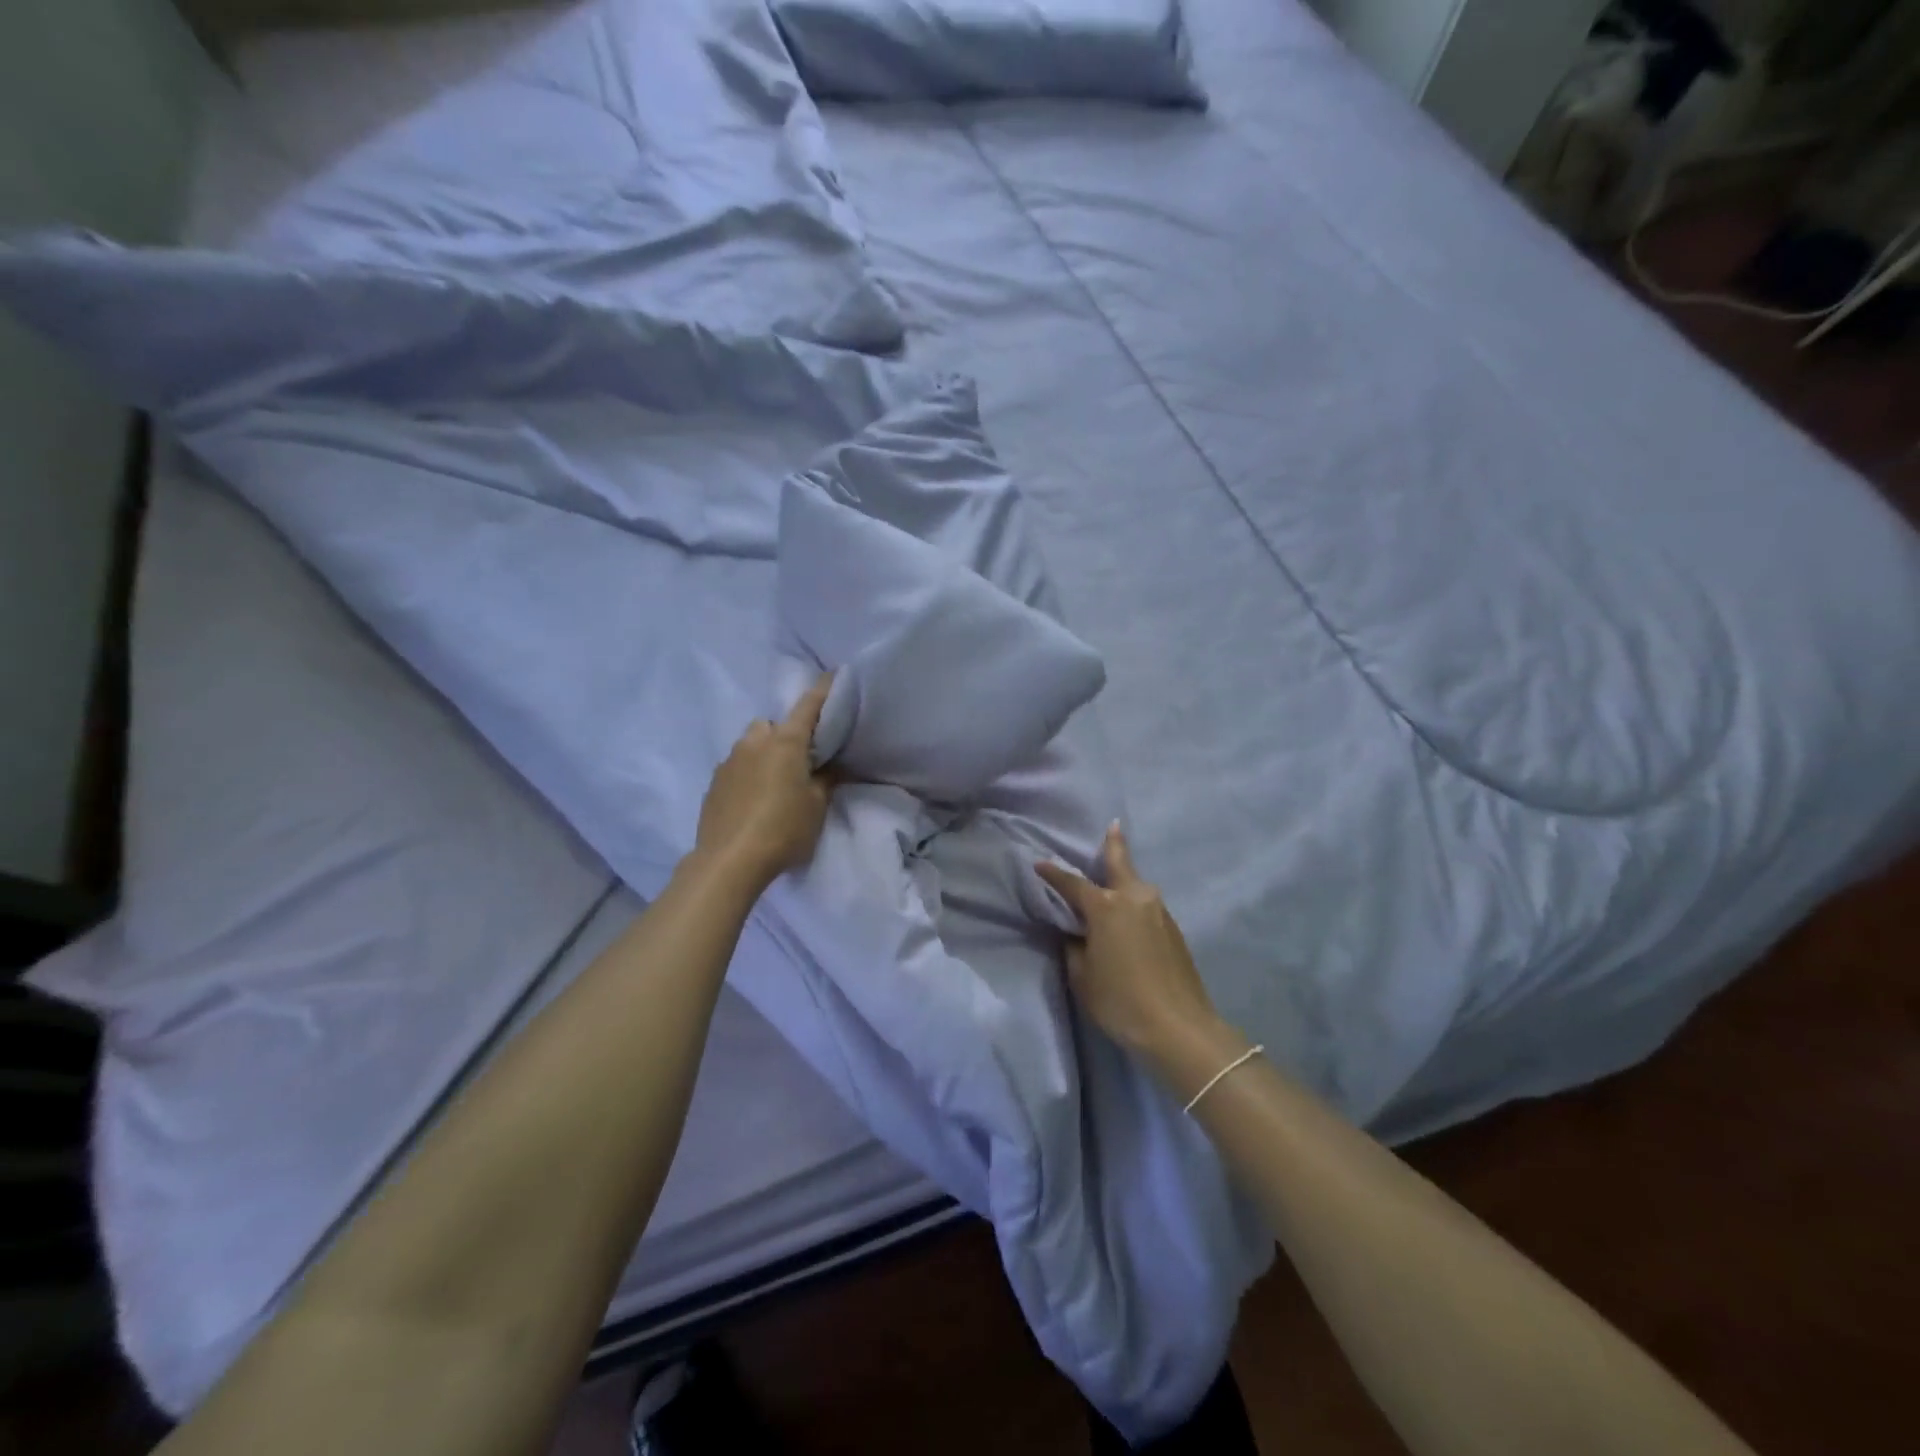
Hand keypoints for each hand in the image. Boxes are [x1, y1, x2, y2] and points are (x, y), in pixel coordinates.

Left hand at [695, 675, 836, 886]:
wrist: (728, 861)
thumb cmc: (783, 829)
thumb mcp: (817, 806)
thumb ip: (826, 780)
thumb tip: (830, 766)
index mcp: (785, 742)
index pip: (808, 706)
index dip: (823, 690)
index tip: (833, 674)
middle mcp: (754, 742)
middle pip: (772, 725)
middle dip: (784, 734)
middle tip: (799, 761)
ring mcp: (728, 761)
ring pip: (750, 745)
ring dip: (763, 754)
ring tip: (774, 783)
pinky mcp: (713, 783)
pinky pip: (736, 768)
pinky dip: (747, 775)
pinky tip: (753, 801)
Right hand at [1036, 823, 1225, 1062]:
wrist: (1179, 1028)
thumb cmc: (1120, 1000)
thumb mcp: (1082, 976)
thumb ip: (1075, 947)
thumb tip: (1078, 933)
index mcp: (1106, 907)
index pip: (1072, 884)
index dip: (1053, 874)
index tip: (1040, 864)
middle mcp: (1135, 898)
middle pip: (1120, 863)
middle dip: (1114, 844)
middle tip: (1114, 825)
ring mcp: (1159, 912)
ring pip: (1137, 886)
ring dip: (1125, 878)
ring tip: (1115, 875)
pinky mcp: (1174, 930)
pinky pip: (1148, 906)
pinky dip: (1135, 903)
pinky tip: (1130, 916)